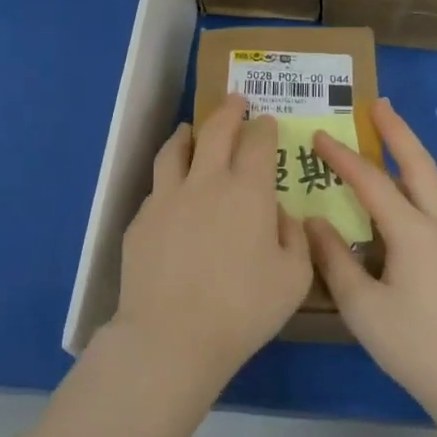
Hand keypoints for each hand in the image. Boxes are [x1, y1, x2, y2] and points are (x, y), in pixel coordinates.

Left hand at [110, 95, 312, 389]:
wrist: (171, 335)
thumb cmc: (243, 309)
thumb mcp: (293, 279)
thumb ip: (295, 239)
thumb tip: (282, 215)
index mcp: (247, 191)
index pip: (257, 143)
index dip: (264, 128)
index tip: (266, 122)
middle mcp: (205, 182)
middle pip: (215, 131)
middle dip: (228, 111)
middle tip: (235, 101)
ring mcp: (167, 197)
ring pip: (176, 149)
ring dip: (189, 133)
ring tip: (191, 129)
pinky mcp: (141, 219)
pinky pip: (158, 186)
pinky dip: (169, 177)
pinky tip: (172, 190)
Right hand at [308, 97, 436, 424]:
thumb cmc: (417, 345)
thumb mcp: (363, 306)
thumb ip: (334, 260)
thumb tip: (314, 221)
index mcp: (412, 231)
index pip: (370, 180)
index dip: (341, 156)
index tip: (317, 133)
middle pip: (418, 163)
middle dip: (397, 130)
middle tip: (378, 103)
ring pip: (429, 182)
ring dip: (407, 153)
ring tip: (386, 136)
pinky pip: (429, 204)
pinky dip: (411, 183)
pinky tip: (396, 198)